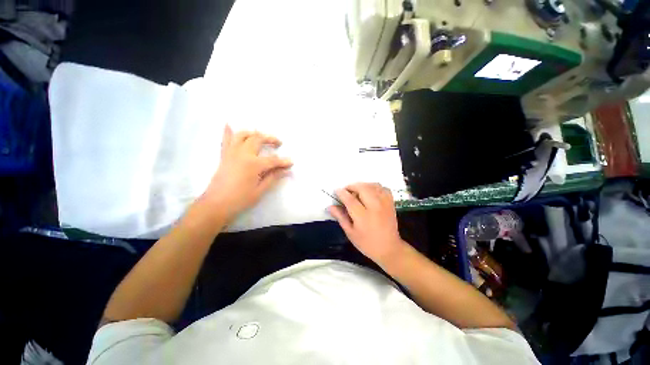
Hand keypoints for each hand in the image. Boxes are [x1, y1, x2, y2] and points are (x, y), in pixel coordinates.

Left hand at [199, 125, 292, 221]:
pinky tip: (229, 124)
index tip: (291, 162)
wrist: (216, 204)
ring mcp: (231, 153)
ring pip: (242, 135)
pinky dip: (227, 131)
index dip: (283, 161)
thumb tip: (286, 170)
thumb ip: (273, 177)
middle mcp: (242, 154)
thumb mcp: (260, 190)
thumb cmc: (240, 199)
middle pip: (258, 139)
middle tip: (278, 143)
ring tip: (260, 136)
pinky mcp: (224, 156)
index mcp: (253, 164)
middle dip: (270, 139)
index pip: (273, 160)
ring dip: (253, 133)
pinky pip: (225, 140)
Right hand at [328, 183, 405, 264]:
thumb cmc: (367, 243)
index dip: (341, 193)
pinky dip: (375, 187)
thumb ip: (341, 217)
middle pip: (362, 188)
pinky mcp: (391, 203)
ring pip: (373, 185)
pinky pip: (383, 188)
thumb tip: (330, 207)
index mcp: (363, 217)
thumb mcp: (350, 233)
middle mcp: (375, 207)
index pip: (350, 199)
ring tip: (357, 192)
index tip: (336, 191)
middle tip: (347, 191)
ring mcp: (384, 204)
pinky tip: (370, 193)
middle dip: (352, 186)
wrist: (389, 249)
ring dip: (363, 185)